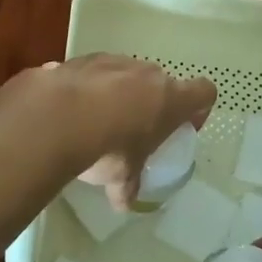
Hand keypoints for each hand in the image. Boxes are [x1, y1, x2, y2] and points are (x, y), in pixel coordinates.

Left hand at [25, 55, 215, 208]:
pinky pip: (93, 73)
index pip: (204, 92)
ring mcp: (115, 61)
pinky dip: (88, 87)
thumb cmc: (108, 147)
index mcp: (171, 99)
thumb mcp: (122, 175)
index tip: (183, 126)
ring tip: (97, 121)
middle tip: (136, 130)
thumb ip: (127, 186)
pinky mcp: (83, 59)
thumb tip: (123, 203)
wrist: (57, 116)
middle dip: (152, 103)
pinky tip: (71, 110)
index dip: (198, 108)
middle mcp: (148, 73)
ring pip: (126, 74)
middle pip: (161, 83)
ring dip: (118, 93)